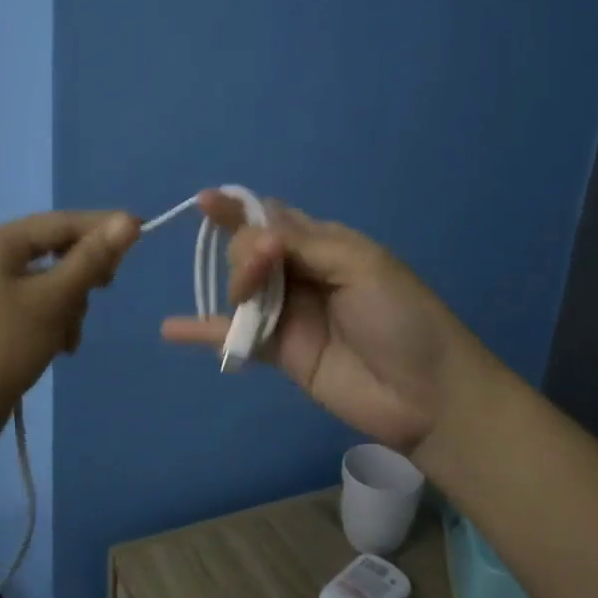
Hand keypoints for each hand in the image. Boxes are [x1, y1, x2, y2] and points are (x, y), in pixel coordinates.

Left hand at [0, 210, 139, 442]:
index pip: (61, 222)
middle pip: (53, 249)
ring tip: (69, 338)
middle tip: (105, 291)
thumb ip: (92, 259)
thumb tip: (128, 220)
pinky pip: (30, 301)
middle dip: (81, 276)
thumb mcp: (54, 300)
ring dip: (68, 305)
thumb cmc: (2, 348)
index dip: (104, 226)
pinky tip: (59, 346)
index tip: (143, 232)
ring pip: (46, 280)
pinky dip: (50, 318)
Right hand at [160, 194, 468, 452]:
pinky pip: (233, 336)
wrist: (426, 395)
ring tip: (245, 302)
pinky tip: (171, 328)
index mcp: (325, 244)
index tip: (206, 202)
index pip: (273, 217)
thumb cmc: (402, 319)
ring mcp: (286, 313)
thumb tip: (252, 231)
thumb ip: (303, 243)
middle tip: (261, 270)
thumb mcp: (361, 265)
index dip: (240, 209)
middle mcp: (300, 273)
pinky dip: (201, 331)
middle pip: (249, 249)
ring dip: (232, 285)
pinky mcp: (278, 352)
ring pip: (240, 288)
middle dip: (245, 252)